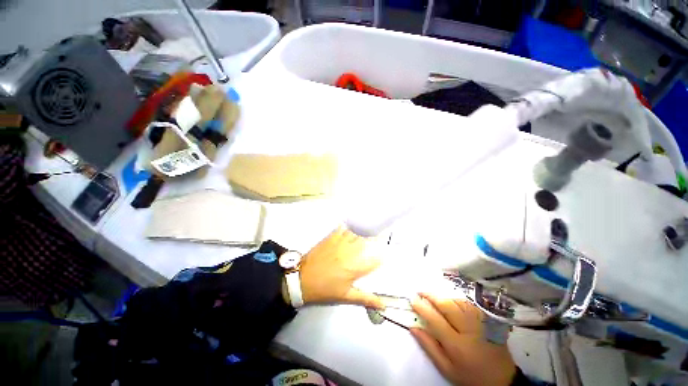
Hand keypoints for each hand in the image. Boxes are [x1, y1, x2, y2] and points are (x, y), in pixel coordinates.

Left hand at [298, 226, 382, 307]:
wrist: (302, 279)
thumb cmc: (325, 290)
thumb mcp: (346, 297)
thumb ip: (366, 298)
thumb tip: (383, 304)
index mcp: (356, 268)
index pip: (376, 257)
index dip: (384, 252)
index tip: (387, 250)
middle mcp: (351, 252)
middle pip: (369, 240)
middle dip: (377, 237)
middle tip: (381, 235)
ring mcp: (340, 242)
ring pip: (358, 232)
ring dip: (365, 230)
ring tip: (371, 227)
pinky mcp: (331, 237)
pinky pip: (344, 227)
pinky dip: (350, 226)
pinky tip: (353, 226)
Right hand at [411, 294, 515, 385]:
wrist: (502, 380)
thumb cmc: (470, 376)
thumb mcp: (447, 369)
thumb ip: (429, 347)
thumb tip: (413, 327)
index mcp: (457, 345)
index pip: (435, 320)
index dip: (422, 307)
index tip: (412, 300)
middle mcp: (469, 330)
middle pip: (447, 305)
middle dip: (431, 296)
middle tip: (420, 291)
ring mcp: (480, 322)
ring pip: (457, 301)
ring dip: (442, 296)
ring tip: (432, 295)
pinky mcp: (487, 319)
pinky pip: (469, 304)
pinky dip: (455, 299)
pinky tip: (449, 300)